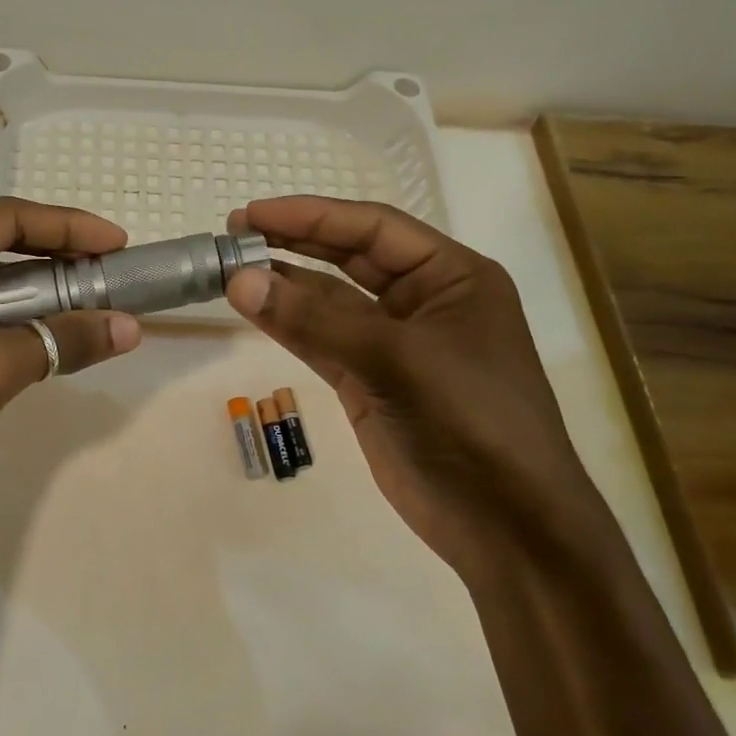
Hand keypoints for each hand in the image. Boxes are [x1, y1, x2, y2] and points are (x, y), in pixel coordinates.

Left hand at [0, 198, 141, 520]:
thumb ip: (63, 341)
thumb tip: (130, 328)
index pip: (7, 218)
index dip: (68, 226)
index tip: (117, 244)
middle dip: (55, 263)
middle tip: (107, 280)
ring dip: (35, 300)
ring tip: (85, 314)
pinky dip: (10, 329)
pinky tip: (41, 347)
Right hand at [225, 196, 595, 575]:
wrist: (503, 521)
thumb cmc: (469, 421)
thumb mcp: (395, 359)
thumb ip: (315, 319)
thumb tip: (239, 279)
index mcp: (453, 277)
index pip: (373, 228)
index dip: (311, 216)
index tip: (251, 214)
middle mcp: (424, 302)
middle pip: (349, 259)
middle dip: (295, 244)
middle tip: (234, 233)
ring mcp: (395, 346)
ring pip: (330, 303)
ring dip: (285, 287)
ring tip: (232, 270)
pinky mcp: (371, 384)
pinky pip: (323, 343)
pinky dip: (289, 326)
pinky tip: (254, 310)